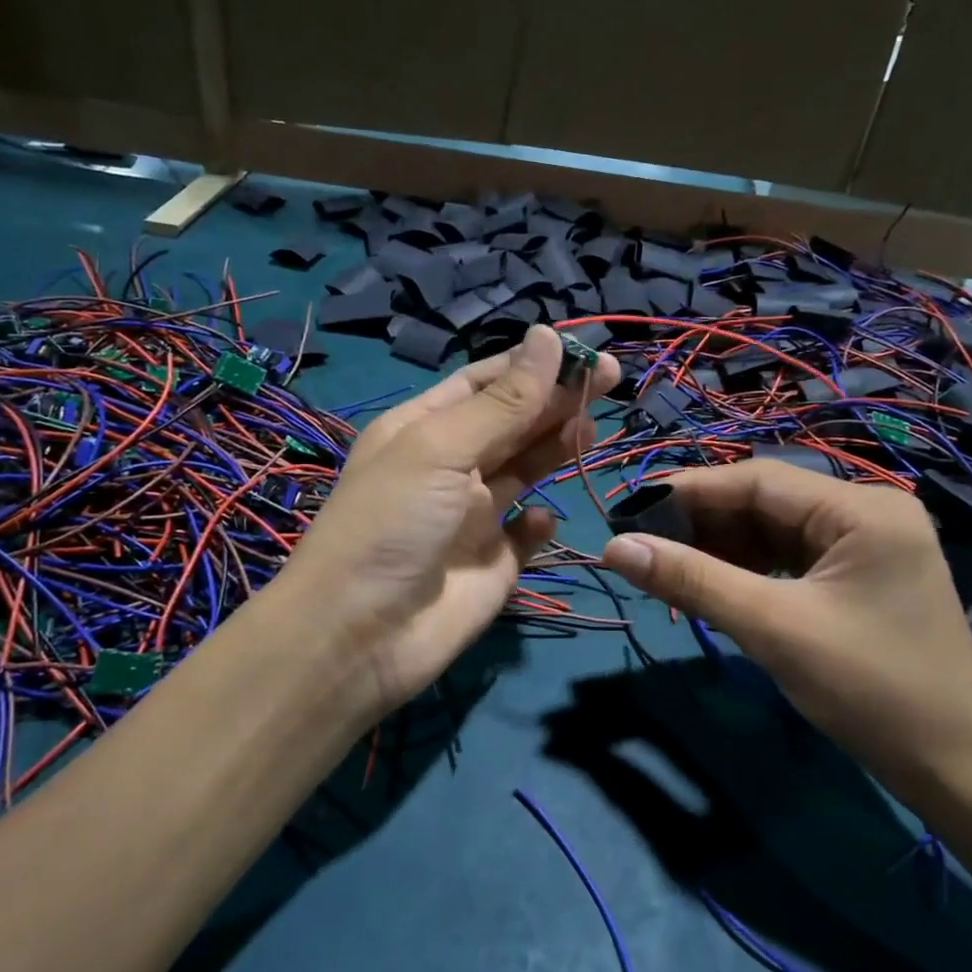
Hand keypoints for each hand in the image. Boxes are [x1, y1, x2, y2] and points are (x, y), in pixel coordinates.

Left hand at [275, 324, 619, 723]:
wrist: (360, 635)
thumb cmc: (393, 523)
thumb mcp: (442, 448)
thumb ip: (504, 401)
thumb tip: (548, 336)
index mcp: (425, 428)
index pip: (485, 382)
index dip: (532, 364)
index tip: (583, 352)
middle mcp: (450, 466)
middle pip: (513, 421)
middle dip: (557, 399)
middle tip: (611, 379)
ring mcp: (473, 516)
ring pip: (526, 469)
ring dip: (556, 446)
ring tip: (591, 428)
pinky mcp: (494, 563)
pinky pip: (526, 533)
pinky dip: (539, 523)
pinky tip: (540, 519)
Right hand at [599, 460, 971, 803]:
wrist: (955, 769)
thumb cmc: (870, 691)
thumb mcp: (772, 628)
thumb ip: (692, 580)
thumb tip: (614, 548)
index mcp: (862, 508)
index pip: (758, 480)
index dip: (687, 491)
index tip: (629, 511)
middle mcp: (869, 511)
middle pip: (766, 502)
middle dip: (703, 523)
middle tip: (643, 545)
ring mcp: (869, 543)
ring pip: (775, 529)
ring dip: (723, 547)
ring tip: (670, 566)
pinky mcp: (862, 574)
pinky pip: (792, 556)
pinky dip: (750, 568)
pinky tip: (716, 583)